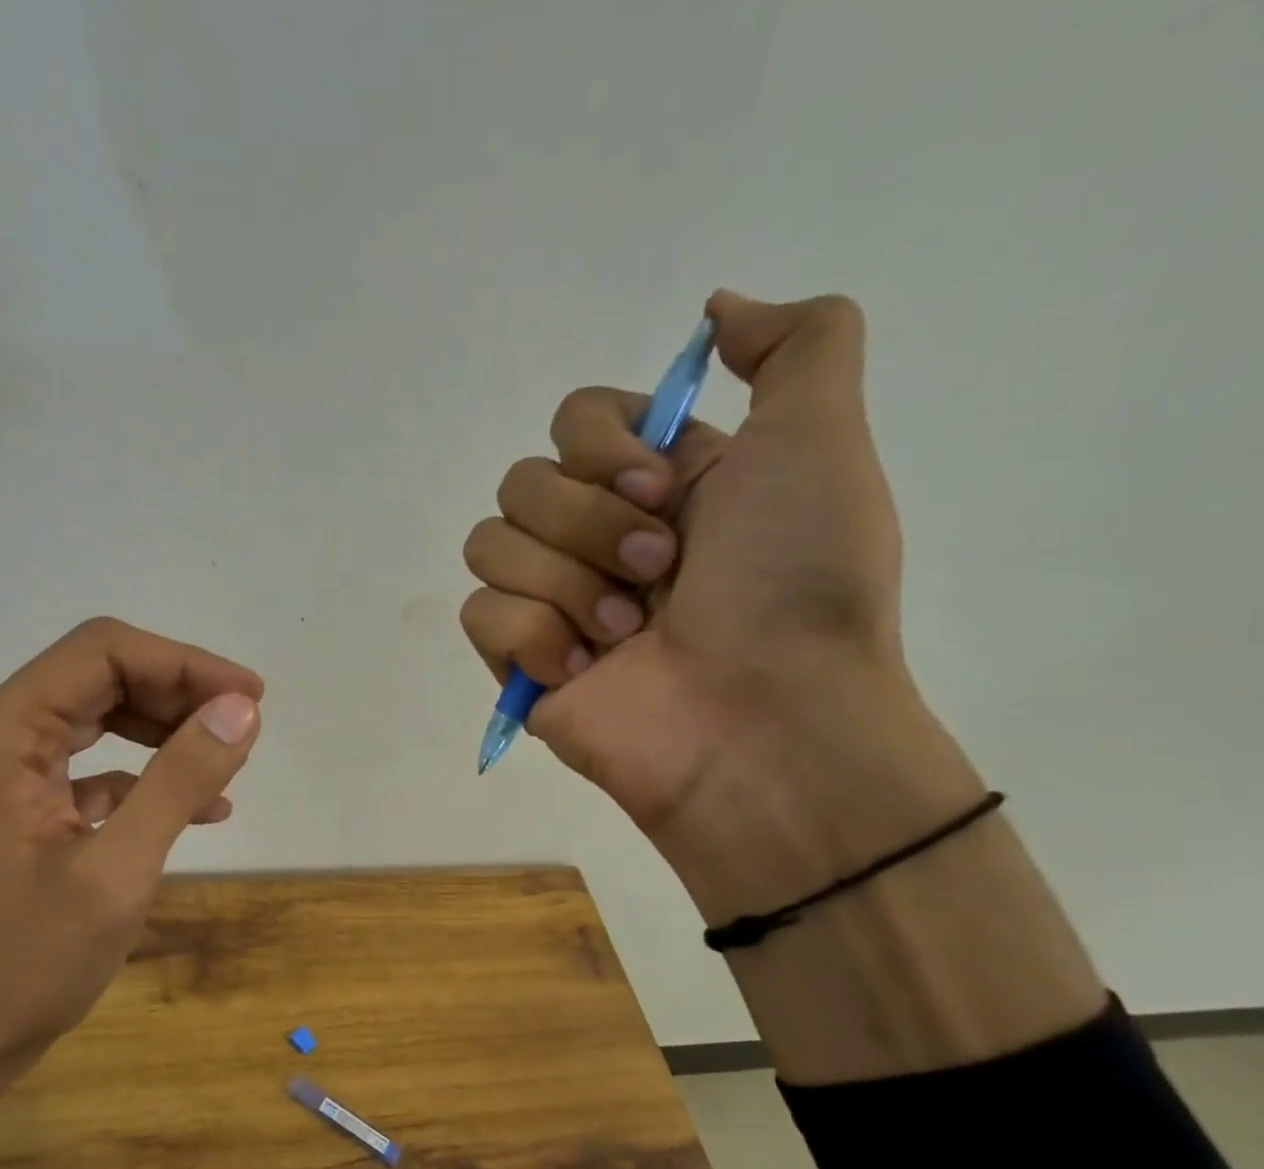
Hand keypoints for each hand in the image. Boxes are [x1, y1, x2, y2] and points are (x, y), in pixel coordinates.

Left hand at [0, 617, 262, 1081]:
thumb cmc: (29, 960)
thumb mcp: (118, 869)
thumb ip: (179, 779)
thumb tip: (241, 709)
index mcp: (5, 730)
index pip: (104, 652)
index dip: (184, 663)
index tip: (249, 697)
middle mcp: (1, 732)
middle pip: (103, 674)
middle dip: (180, 692)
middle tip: (244, 726)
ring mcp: (12, 768)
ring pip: (104, 714)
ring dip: (169, 729)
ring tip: (228, 761)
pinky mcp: (29, 802)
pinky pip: (98, 763)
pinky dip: (150, 773)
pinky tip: (201, 807)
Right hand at [461, 290, 920, 841]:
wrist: (765, 724)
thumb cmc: (795, 585)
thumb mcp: (822, 443)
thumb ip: (798, 345)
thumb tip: (717, 310)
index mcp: (656, 484)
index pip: (574, 419)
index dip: (605, 445)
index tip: (664, 489)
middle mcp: (598, 535)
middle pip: (523, 480)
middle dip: (591, 524)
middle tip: (660, 574)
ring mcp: (553, 601)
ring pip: (490, 543)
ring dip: (567, 583)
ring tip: (626, 633)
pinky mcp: (520, 661)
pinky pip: (480, 612)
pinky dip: (534, 637)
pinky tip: (585, 670)